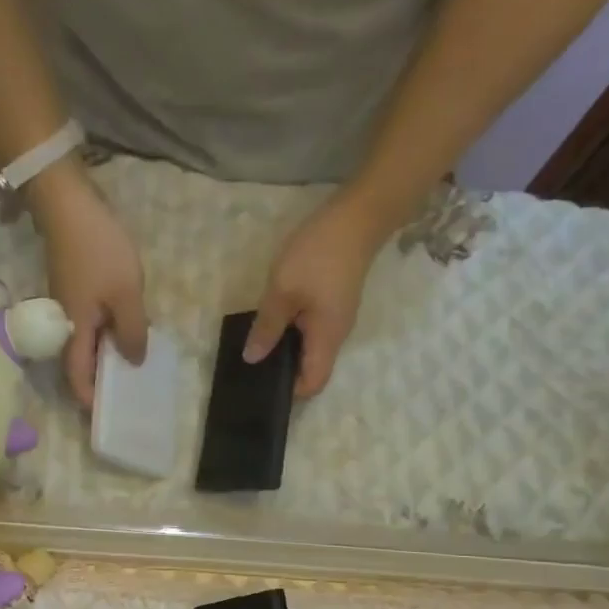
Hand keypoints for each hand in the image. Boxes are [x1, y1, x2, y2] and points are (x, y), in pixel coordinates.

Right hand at [29, 163, 147, 406]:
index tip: (103, 411)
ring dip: (104, 352)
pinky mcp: (72, 284)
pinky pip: (89, 319)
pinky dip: (104, 330)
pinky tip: (124, 326)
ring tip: (131, 359)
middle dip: (98, 377)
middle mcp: (65, 321)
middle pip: (79, 358)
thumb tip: (133, 362)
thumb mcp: (125, 294)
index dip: (88, 396)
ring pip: (85, 338)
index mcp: (75, 328)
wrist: (68, 203)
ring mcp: (66, 301)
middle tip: (124, 388)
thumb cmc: (98, 251)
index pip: (76, 374)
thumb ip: (131, 331)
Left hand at [245, 191, 387, 397]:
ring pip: (310, 348)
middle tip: (250, 368)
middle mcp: (336, 335)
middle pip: (312, 368)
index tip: (262, 388)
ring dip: (286, 350)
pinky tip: (272, 322)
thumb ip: (267, 327)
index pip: (313, 384)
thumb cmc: (318, 255)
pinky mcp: (333, 302)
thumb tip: (252, 359)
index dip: (290, 393)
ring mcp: (337, 318)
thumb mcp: (283, 290)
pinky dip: (292, 332)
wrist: (357, 216)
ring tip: (256, 346)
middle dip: (284, 372)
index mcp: (327, 339)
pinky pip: (312, 329)